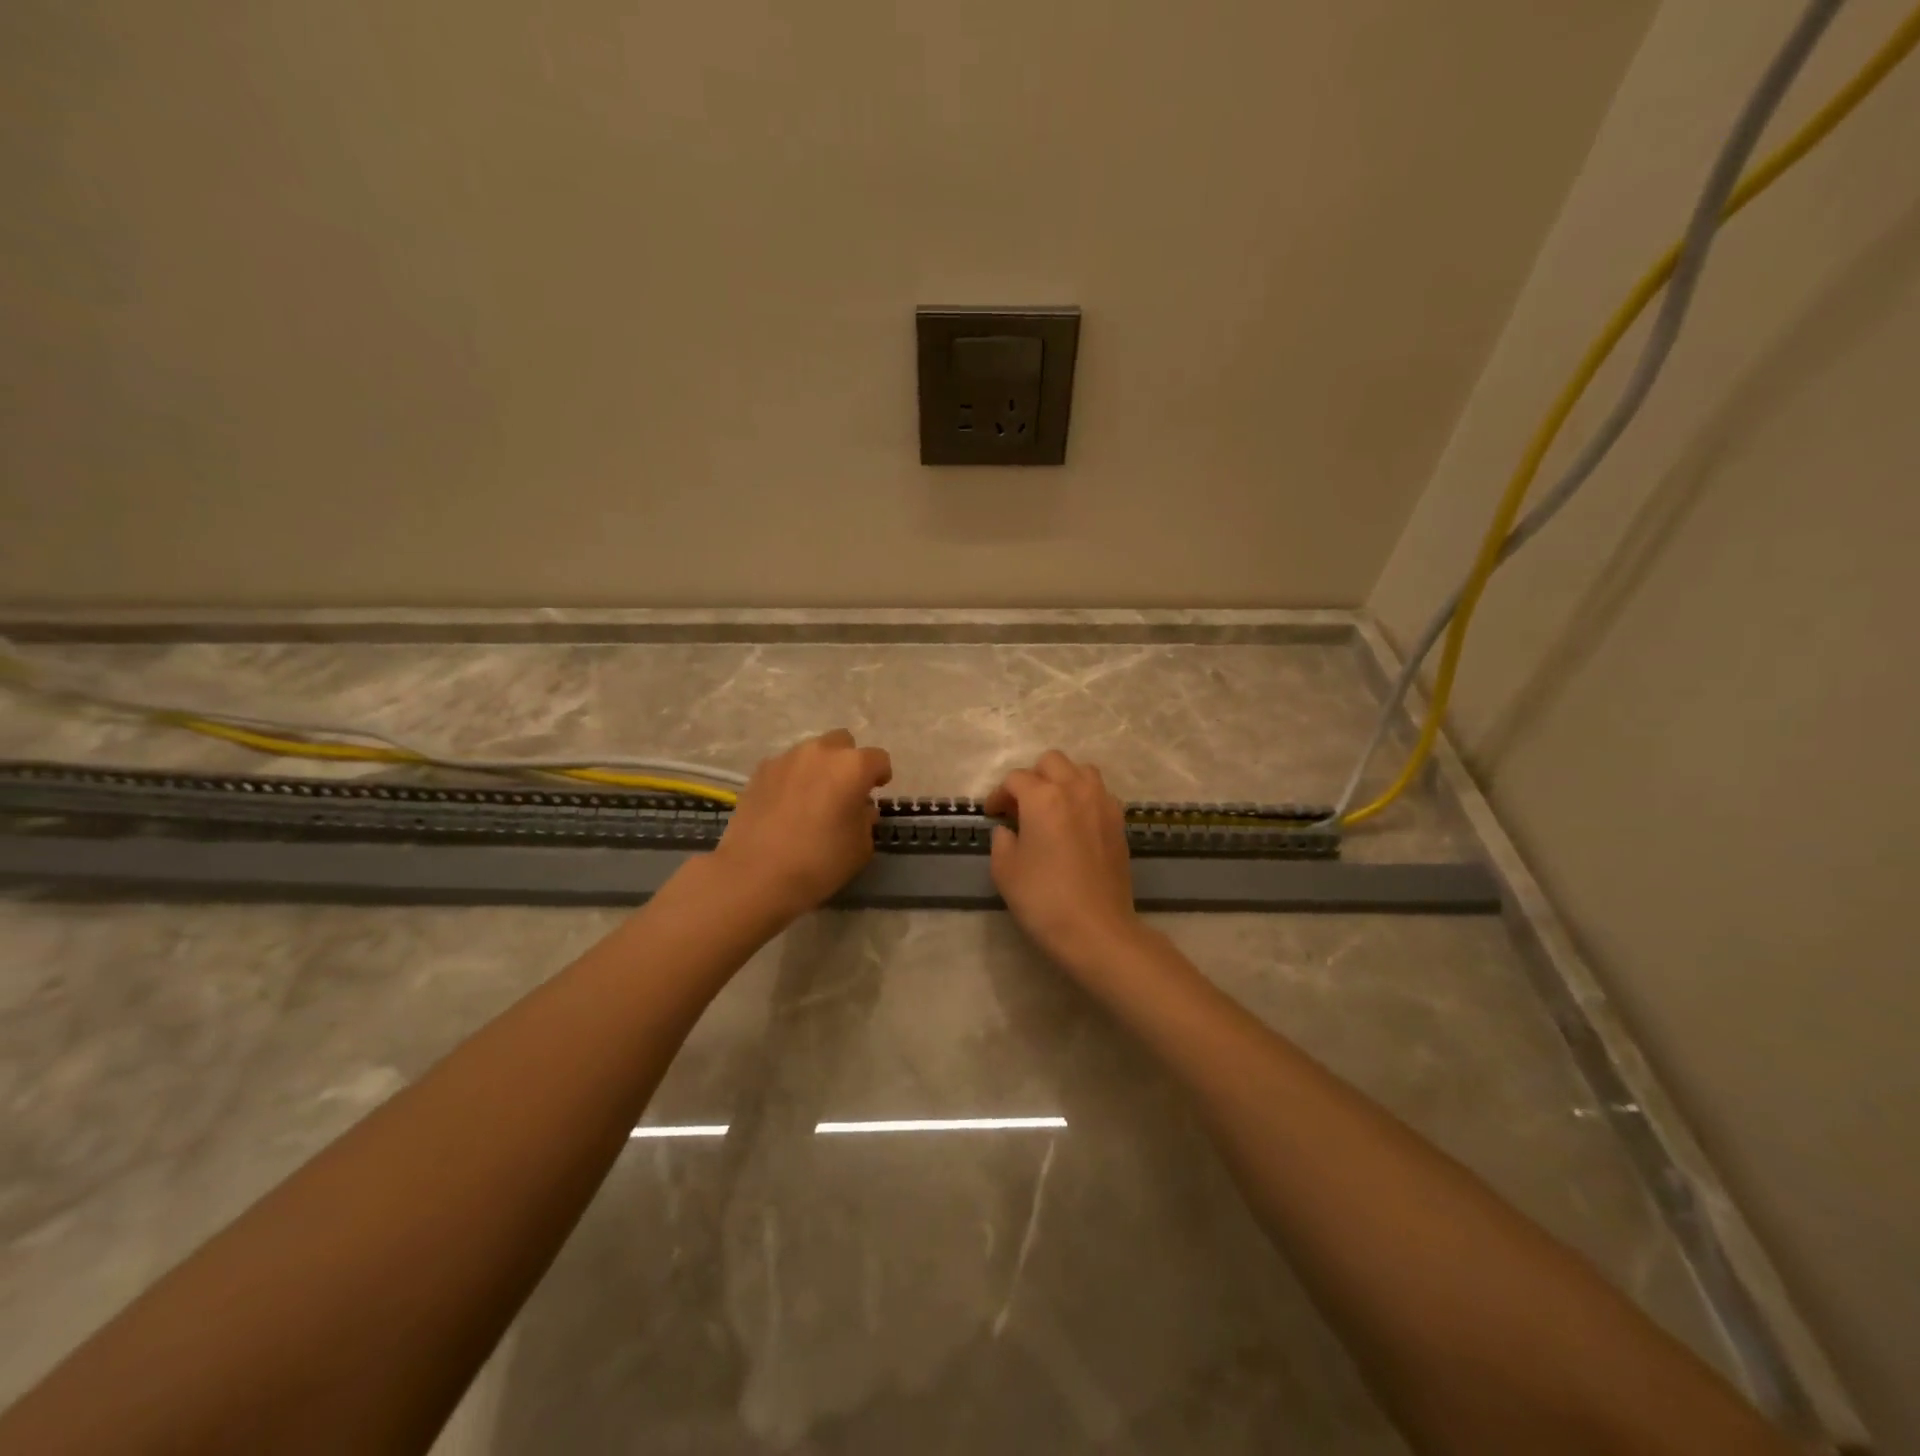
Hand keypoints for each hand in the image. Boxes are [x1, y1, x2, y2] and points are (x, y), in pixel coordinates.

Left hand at [714, 729, 892, 922]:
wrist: (756, 874)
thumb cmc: (820, 862)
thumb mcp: (860, 847)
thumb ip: (866, 820)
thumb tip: (860, 808)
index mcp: (853, 767)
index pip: (878, 759)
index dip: (880, 775)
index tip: (876, 791)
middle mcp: (821, 752)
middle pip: (843, 743)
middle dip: (847, 762)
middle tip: (844, 791)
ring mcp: (786, 759)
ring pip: (812, 752)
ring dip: (818, 768)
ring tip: (812, 798)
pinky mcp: (760, 771)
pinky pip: (785, 767)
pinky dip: (792, 779)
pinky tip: (786, 805)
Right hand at [984, 750, 1142, 972]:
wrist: (1096, 929)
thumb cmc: (1043, 899)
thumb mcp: (1005, 871)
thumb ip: (1001, 841)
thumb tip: (1008, 829)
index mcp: (1042, 797)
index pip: (1016, 779)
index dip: (999, 794)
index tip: (993, 814)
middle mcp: (1075, 790)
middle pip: (1051, 762)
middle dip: (1033, 777)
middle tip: (1021, 806)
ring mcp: (1102, 804)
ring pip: (1081, 771)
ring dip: (1063, 781)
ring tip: (1052, 808)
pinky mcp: (1119, 822)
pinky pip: (1100, 793)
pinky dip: (1084, 798)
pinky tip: (1075, 824)